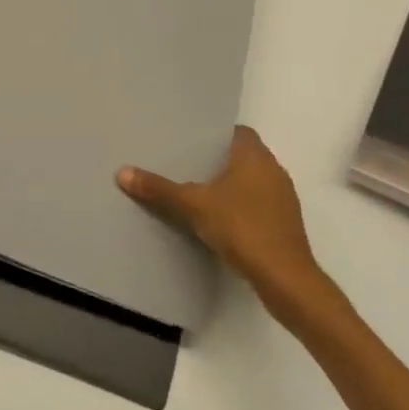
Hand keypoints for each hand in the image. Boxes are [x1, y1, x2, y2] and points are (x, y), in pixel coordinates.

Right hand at [118, 126, 323, 296]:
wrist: (285, 278)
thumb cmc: (242, 227)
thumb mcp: (193, 206)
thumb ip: (160, 189)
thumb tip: (122, 172)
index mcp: (255, 156)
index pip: (238, 131)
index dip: (216, 134)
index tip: (192, 140)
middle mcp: (274, 170)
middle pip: (244, 155)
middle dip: (220, 160)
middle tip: (188, 164)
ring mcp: (284, 198)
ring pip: (254, 181)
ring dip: (232, 185)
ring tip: (200, 192)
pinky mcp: (286, 224)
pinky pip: (260, 203)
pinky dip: (242, 206)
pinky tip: (222, 220)